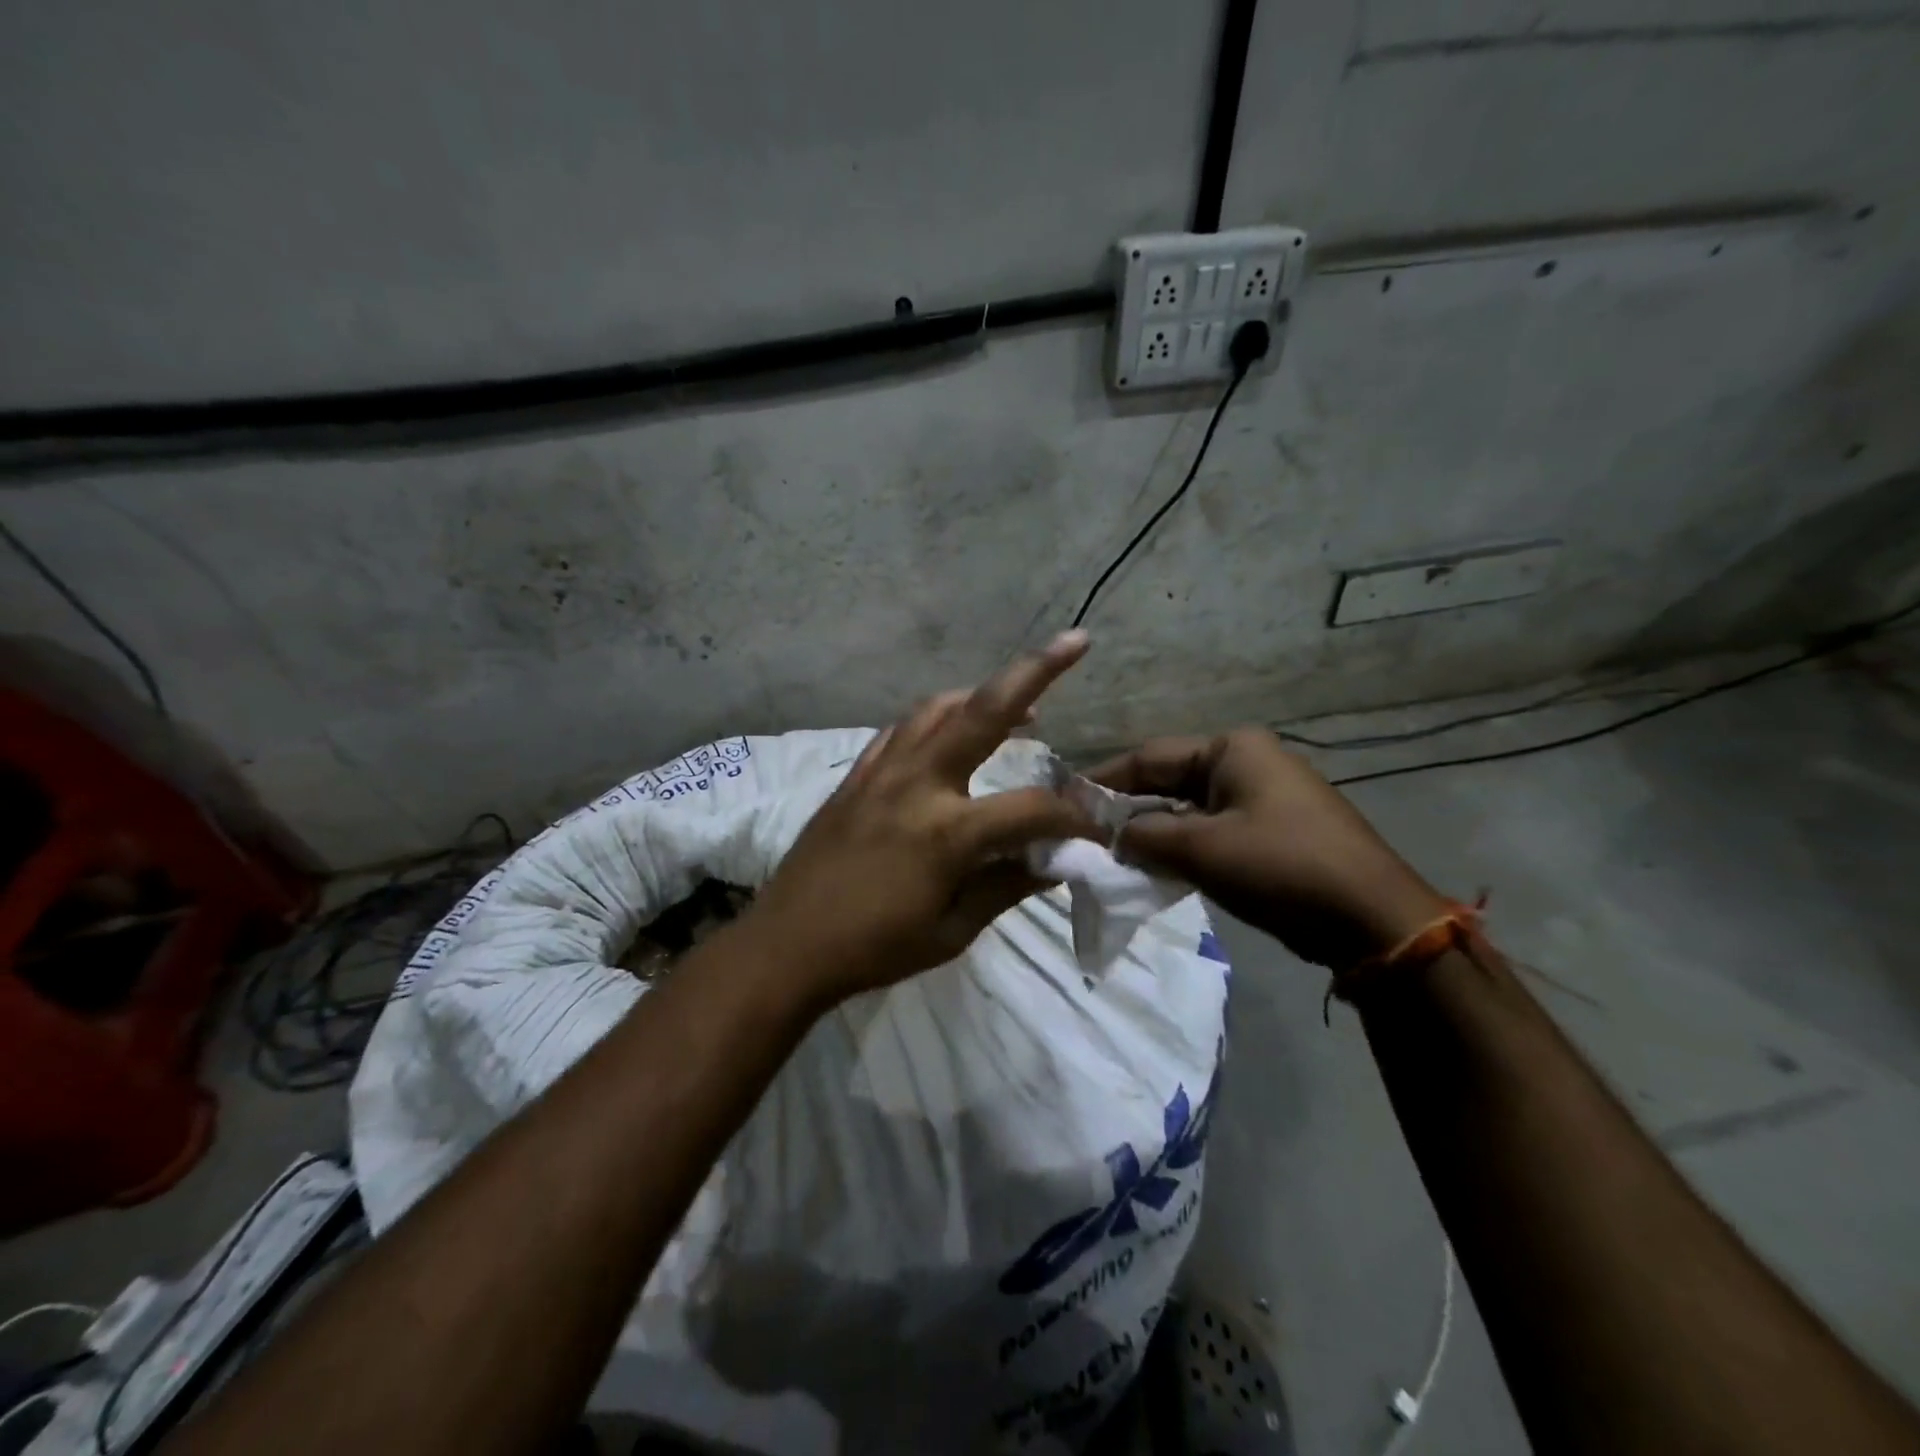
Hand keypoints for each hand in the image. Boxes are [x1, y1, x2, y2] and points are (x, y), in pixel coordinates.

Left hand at [749, 632, 1100, 1005]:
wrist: (788, 945)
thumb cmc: (875, 948)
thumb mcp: (952, 931)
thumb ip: (1007, 886)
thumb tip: (1055, 860)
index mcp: (948, 831)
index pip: (1033, 809)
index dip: (1074, 818)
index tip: (1095, 830)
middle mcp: (918, 784)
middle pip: (984, 711)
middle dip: (1036, 671)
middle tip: (1075, 642)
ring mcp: (882, 772)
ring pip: (939, 708)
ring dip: (983, 695)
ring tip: (1018, 704)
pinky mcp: (856, 775)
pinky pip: (902, 729)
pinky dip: (936, 719)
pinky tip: (949, 732)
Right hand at [1088, 729, 1447, 967]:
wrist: (1371, 918)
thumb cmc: (1282, 867)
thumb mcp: (1202, 848)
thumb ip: (1144, 835)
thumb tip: (1110, 834)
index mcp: (1231, 749)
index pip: (1149, 756)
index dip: (1104, 781)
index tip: (1066, 802)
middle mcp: (1246, 762)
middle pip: (1168, 780)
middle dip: (1129, 809)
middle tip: (1087, 835)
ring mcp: (1262, 797)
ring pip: (1188, 808)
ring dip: (1154, 831)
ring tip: (1115, 855)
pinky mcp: (1271, 831)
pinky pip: (1211, 829)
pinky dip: (1182, 846)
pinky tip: (1156, 868)